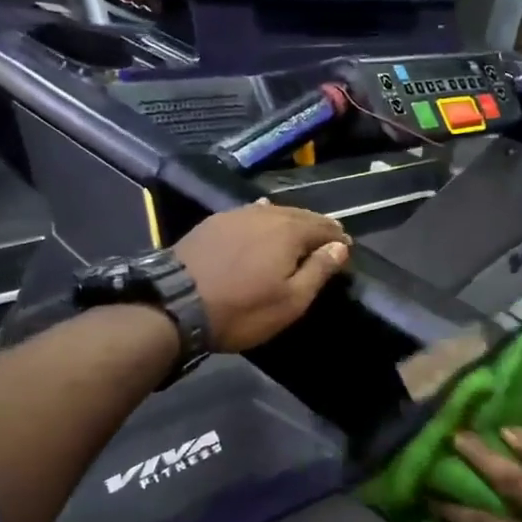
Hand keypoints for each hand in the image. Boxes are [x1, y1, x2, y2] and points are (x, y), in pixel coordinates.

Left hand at [173, 201, 350, 352]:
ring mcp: (235, 215)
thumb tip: (340, 246)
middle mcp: (264, 214)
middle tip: (328, 239)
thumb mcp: (290, 301)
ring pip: (273, 212)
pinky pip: (248, 215)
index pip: (324, 227)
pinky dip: (264, 220)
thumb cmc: (242, 309)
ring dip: (290, 221)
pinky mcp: (212, 223)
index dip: (338, 238)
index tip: (346, 248)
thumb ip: (318, 270)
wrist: (175, 304)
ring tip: (298, 235)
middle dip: (316, 226)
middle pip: (300, 215)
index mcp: (289, 230)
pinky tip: (262, 224)